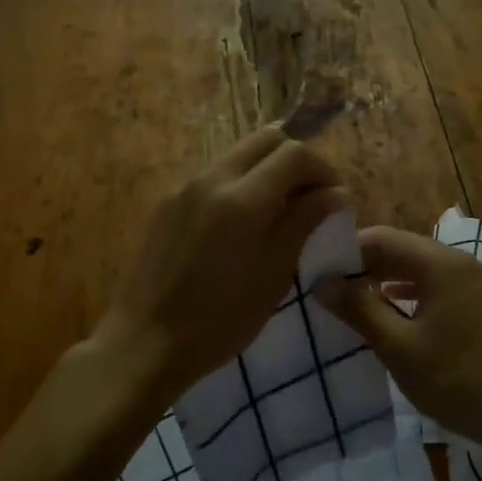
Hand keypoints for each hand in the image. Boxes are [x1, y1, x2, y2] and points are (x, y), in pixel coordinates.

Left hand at [92, 127, 344, 404]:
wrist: (146, 341)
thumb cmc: (221, 318)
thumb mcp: (274, 273)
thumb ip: (304, 222)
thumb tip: (334, 193)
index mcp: (243, 197)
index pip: (295, 153)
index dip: (324, 170)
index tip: (335, 200)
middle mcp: (212, 177)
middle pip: (265, 139)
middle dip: (296, 159)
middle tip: (311, 197)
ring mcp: (185, 187)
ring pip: (238, 154)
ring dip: (267, 170)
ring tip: (281, 211)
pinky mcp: (168, 204)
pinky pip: (215, 176)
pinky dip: (240, 184)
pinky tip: (243, 226)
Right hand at [317, 227, 481, 453]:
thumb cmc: (457, 381)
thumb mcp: (399, 348)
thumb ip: (359, 310)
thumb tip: (323, 282)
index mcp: (441, 264)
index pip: (382, 238)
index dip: (347, 251)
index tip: (317, 272)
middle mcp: (462, 263)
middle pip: (403, 249)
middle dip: (365, 266)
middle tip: (330, 289)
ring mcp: (478, 284)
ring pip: (421, 269)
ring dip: (387, 280)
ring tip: (354, 302)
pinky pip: (439, 286)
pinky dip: (411, 294)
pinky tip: (394, 314)